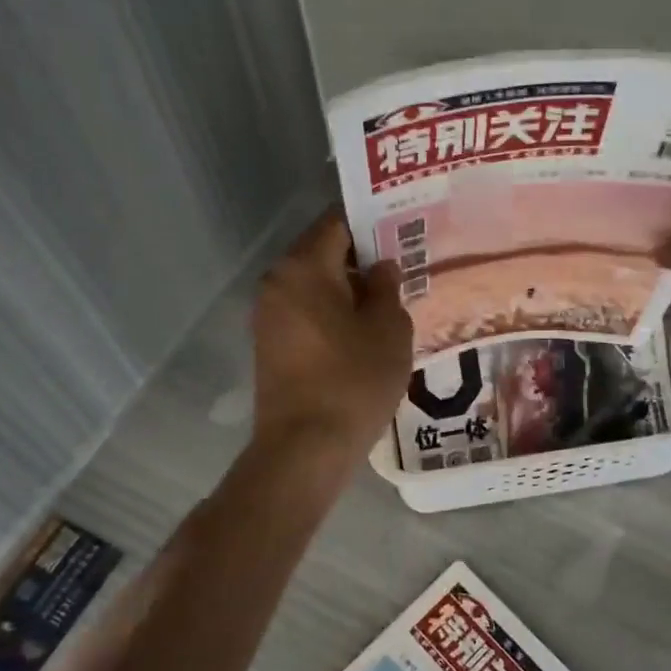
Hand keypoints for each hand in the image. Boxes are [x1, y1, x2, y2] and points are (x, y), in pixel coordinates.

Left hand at [251, 209, 412, 457]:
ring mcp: (268, 315)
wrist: (305, 448)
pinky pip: (304, 311)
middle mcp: (277, 282)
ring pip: (313, 284)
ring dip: (346, 287)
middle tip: (401, 266)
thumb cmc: (353, 380)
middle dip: (361, 256)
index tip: (402, 230)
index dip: (372, 222)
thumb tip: (380, 268)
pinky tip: (360, 330)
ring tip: (386, 301)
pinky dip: (331, 312)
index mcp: (303, 267)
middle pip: (322, 252)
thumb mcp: (389, 329)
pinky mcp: (269, 345)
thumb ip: (387, 288)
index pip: (337, 222)